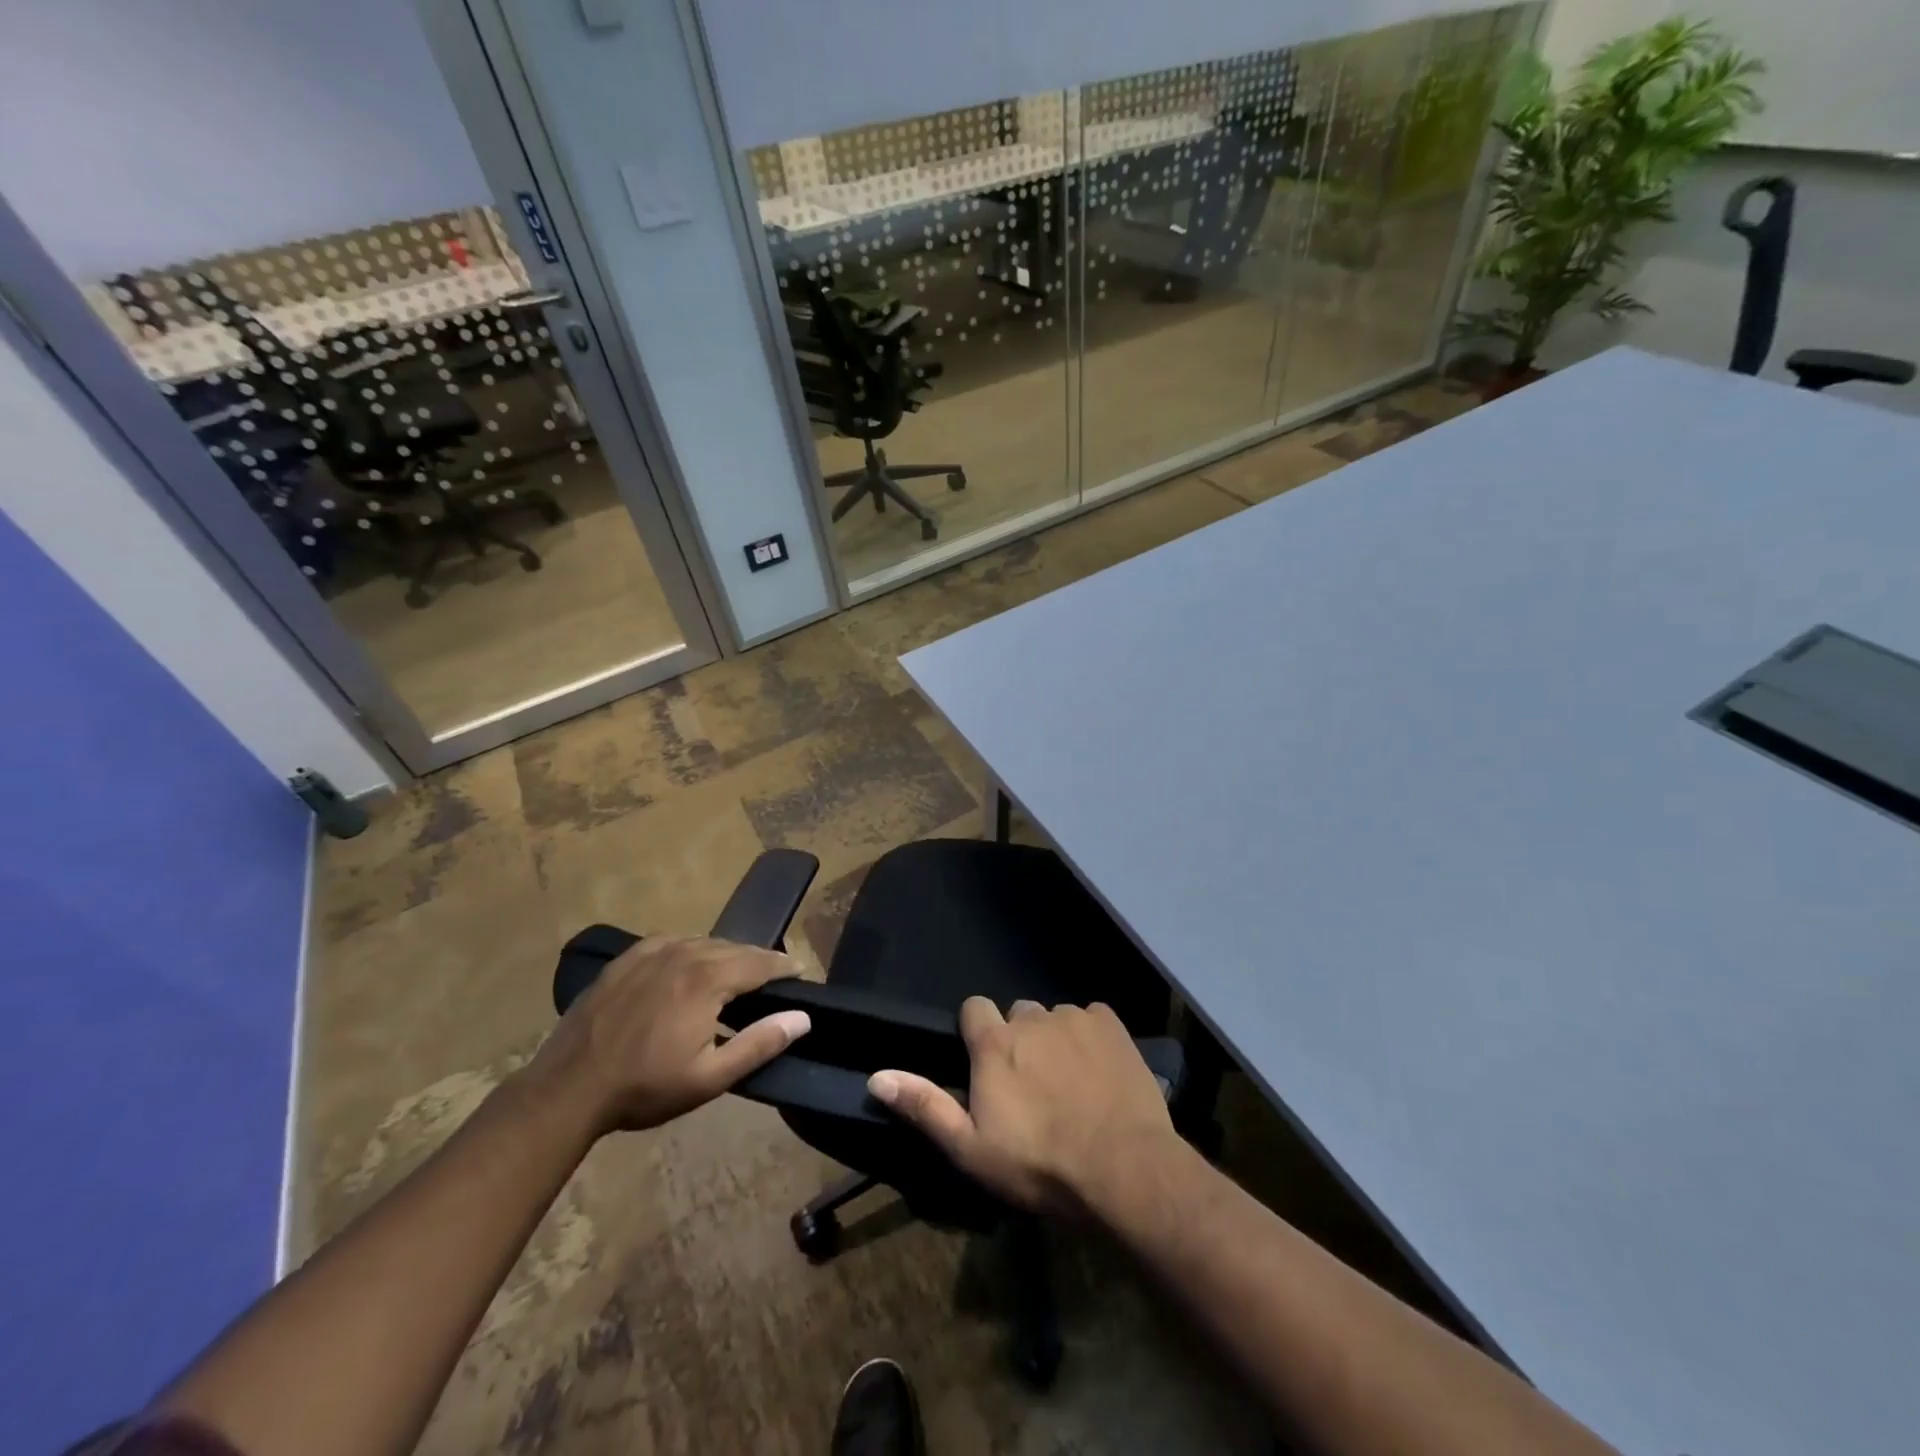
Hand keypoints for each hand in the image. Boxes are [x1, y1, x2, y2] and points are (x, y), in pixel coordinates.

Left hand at [528, 936, 810, 1136]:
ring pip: (704, 943)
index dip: (784, 966)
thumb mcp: (710, 1077)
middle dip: (758, 960)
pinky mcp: (627, 959)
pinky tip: (690, 965)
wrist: (568, 1088)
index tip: (800, 971)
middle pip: (734, 948)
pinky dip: (692, 950)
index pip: (760, 962)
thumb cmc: (645, 1087)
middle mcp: (684, 953)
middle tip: (774, 975)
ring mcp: (651, 952)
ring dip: (726, 954)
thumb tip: (802, 1018)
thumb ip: (760, 1043)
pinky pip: (672, 942)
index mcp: (707, 979)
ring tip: (737, 972)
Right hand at [867, 997, 1176, 1214]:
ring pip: (1056, 1018)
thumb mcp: (970, 1149)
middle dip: (1019, 1039)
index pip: (973, 1007)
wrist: (1123, 1169)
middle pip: (1018, 1014)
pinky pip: (1092, 1018)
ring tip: (1071, 1083)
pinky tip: (1100, 1071)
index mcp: (994, 1043)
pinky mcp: (1112, 1024)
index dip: (976, 1031)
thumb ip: (924, 1106)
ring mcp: (1075, 1017)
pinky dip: (1091, 1037)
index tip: (986, 1063)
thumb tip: (877, 1076)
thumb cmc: (1039, 1165)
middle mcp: (1032, 1018)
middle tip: (1032, 1084)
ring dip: (1056, 1040)